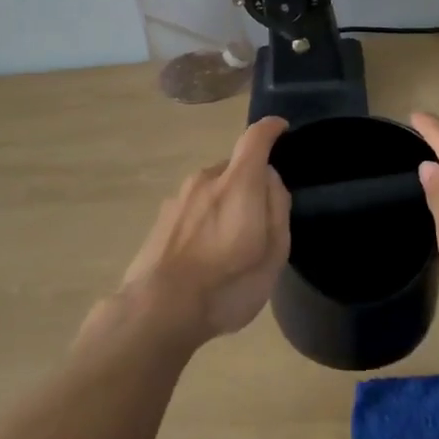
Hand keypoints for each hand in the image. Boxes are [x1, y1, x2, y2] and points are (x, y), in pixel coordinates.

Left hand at [115, 117, 292, 344]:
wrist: (157, 309)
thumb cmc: (227, 284)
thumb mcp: (272, 254)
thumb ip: (277, 209)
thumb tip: (270, 179)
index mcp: (238, 183)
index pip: (255, 138)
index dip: (271, 129)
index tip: (281, 129)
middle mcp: (206, 179)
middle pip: (235, 168)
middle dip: (251, 184)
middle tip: (261, 221)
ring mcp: (179, 197)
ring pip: (212, 189)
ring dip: (226, 204)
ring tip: (231, 245)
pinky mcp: (162, 218)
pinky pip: (194, 207)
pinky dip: (205, 220)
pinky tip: (205, 255)